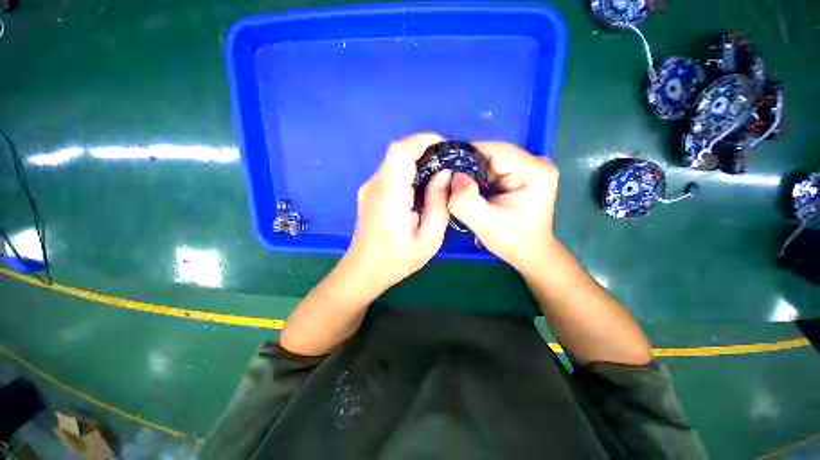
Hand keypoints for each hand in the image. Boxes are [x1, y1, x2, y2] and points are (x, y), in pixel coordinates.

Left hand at [344, 133, 451, 290]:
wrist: (365, 270)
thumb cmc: (398, 259)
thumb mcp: (429, 238)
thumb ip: (439, 204)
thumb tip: (445, 174)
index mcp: (389, 194)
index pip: (401, 151)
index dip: (423, 141)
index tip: (446, 148)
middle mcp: (375, 184)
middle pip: (398, 153)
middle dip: (425, 151)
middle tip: (447, 166)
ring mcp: (369, 188)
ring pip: (395, 162)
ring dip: (418, 163)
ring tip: (438, 178)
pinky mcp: (369, 193)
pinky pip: (391, 173)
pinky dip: (409, 173)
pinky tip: (421, 189)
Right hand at [448, 142, 559, 273]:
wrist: (530, 253)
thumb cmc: (512, 241)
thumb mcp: (484, 224)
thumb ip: (465, 200)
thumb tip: (452, 175)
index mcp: (534, 170)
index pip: (494, 150)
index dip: (466, 154)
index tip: (444, 166)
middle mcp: (535, 162)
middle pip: (491, 155)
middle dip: (467, 167)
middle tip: (448, 181)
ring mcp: (529, 167)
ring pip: (489, 162)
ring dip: (471, 173)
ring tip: (456, 187)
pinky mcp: (521, 174)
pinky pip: (492, 170)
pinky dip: (478, 178)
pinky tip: (470, 190)